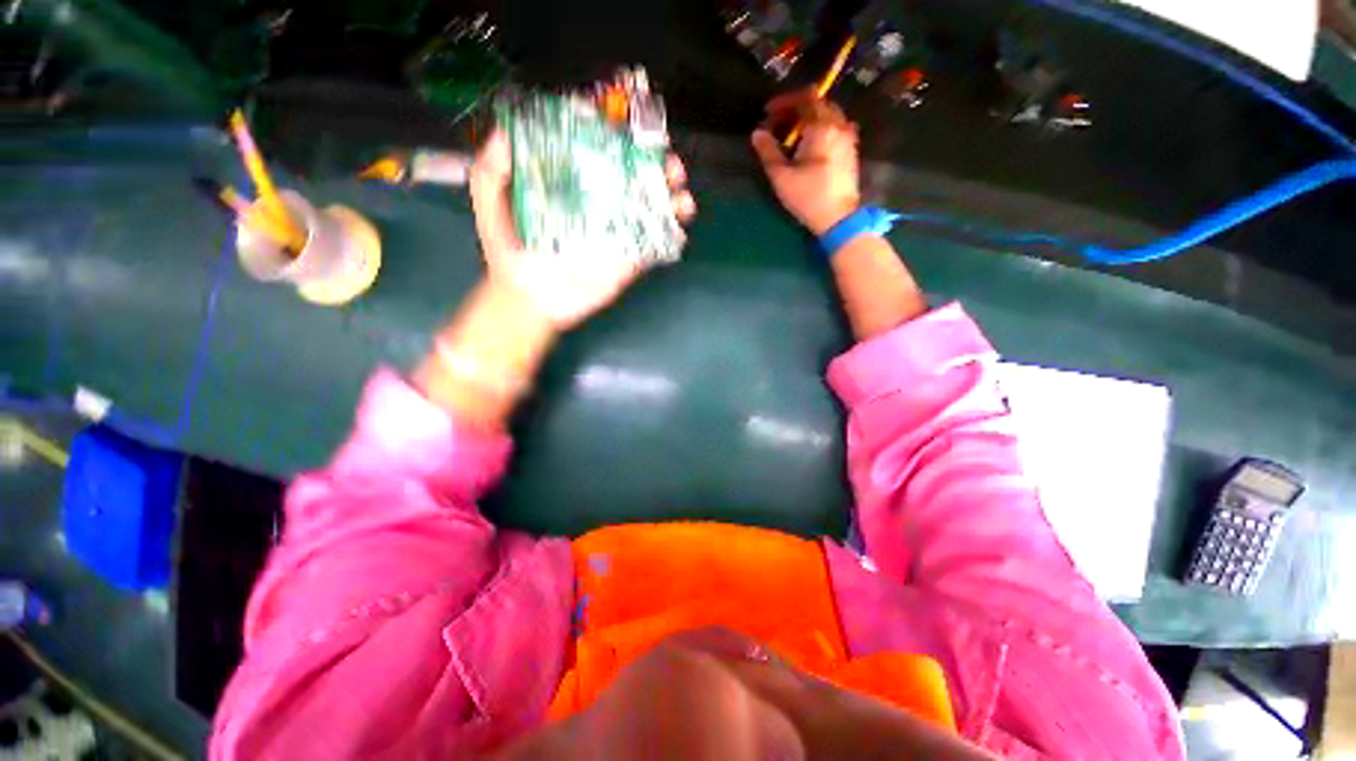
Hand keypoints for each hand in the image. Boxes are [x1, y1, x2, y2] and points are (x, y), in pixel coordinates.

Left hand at [469, 128, 696, 329]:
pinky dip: (672, 236)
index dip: (625, 138)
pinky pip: (654, 247)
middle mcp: (601, 204)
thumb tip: (507, 129)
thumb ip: (493, 167)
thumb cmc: (507, 248)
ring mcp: (617, 234)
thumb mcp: (490, 200)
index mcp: (575, 184)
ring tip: (681, 195)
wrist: (525, 297)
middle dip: (660, 167)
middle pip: (638, 178)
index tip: (636, 128)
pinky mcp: (627, 262)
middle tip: (669, 164)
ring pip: (652, 210)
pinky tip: (680, 226)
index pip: (605, 153)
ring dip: (674, 199)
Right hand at [750, 91, 860, 235]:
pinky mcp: (851, 150)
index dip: (784, 101)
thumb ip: (768, 152)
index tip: (768, 112)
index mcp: (821, 126)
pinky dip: (821, 128)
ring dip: (809, 118)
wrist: (838, 218)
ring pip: (828, 115)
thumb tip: (757, 133)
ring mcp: (848, 137)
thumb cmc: (808, 197)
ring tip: (793, 135)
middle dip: (796, 108)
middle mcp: (838, 125)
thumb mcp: (781, 177)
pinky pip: (835, 127)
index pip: (804, 98)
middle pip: (818, 103)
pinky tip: (810, 145)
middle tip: (779, 123)